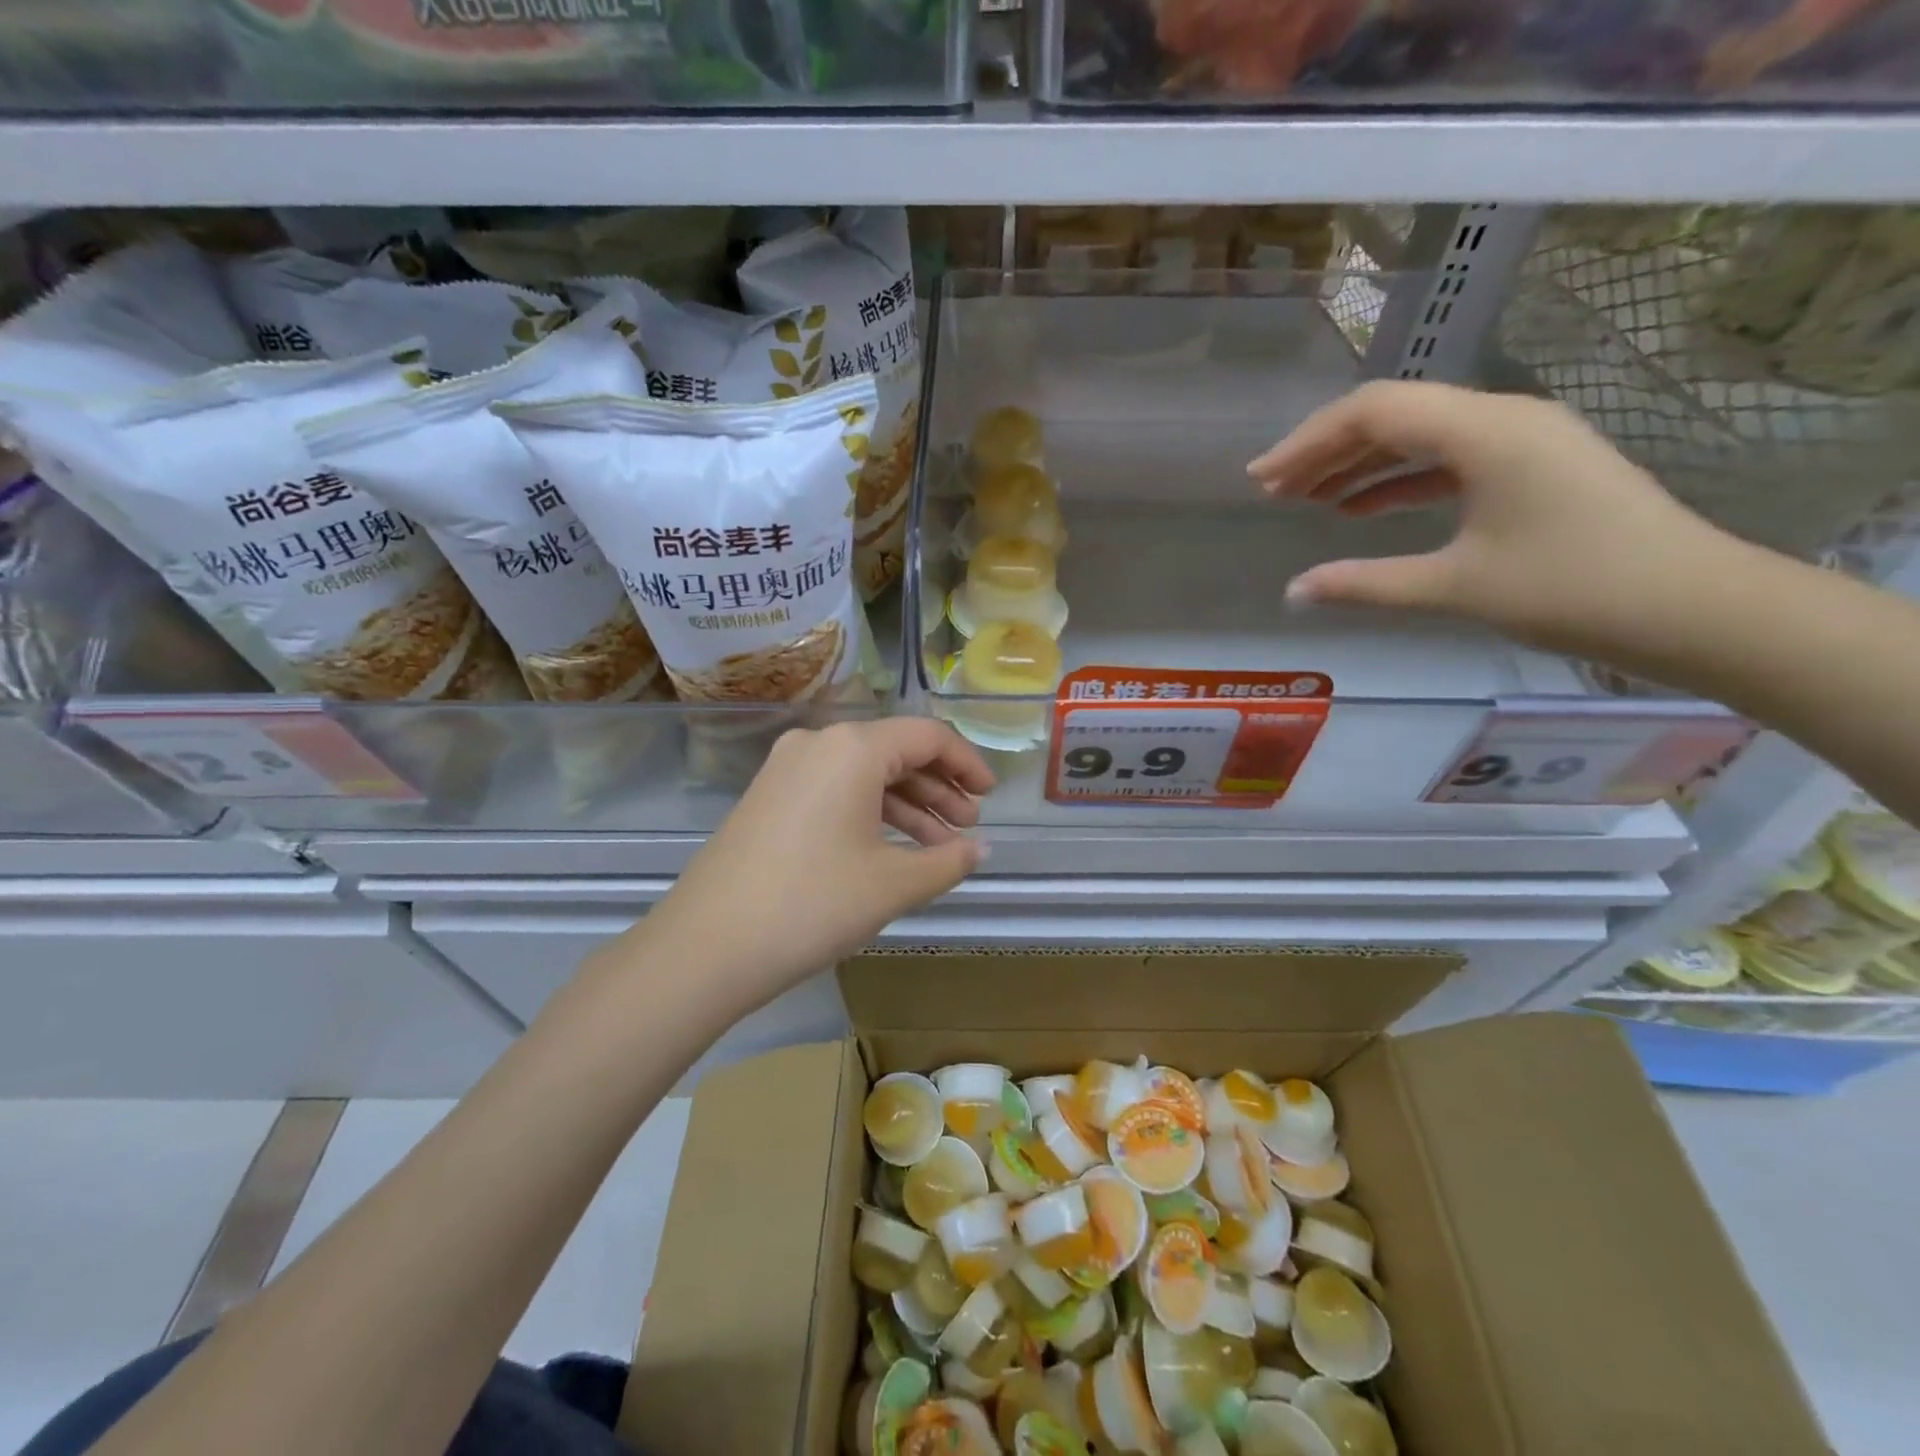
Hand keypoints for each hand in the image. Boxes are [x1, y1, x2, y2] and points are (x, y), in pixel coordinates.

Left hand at [642, 718, 994, 1010]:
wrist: (706, 946)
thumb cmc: (812, 904)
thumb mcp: (892, 884)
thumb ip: (947, 861)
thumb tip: (980, 849)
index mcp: (852, 748)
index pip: (928, 736)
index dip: (967, 763)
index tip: (990, 796)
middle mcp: (817, 744)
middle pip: (895, 751)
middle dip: (939, 788)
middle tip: (967, 827)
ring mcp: (786, 769)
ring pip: (864, 774)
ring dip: (907, 805)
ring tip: (939, 847)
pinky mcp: (768, 797)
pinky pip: (835, 791)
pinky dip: (870, 814)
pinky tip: (892, 850)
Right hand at [1247, 381, 1733, 662]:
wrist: (1692, 606)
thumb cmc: (1571, 589)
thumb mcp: (1454, 587)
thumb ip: (1364, 584)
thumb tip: (1293, 591)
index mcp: (1484, 430)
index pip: (1373, 412)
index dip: (1307, 442)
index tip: (1260, 479)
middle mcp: (1502, 417)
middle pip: (1393, 414)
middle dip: (1325, 450)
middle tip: (1272, 490)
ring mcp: (1521, 440)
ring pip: (1418, 435)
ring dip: (1357, 464)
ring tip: (1304, 499)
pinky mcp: (1531, 466)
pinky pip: (1447, 459)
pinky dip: (1398, 480)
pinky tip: (1360, 509)